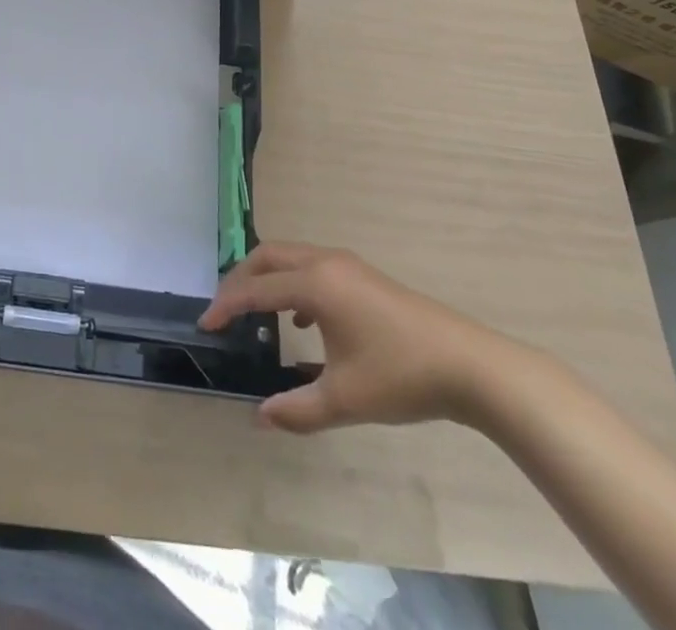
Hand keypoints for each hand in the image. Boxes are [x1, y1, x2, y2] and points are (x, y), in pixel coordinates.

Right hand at [200, 242, 516, 432]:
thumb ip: (297, 409)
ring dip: (268, 279)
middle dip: (241, 280)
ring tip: (255, 313)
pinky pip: (313, 268)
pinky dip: (294, 285)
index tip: (206, 325)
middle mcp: (326, 263)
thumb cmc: (400, 376)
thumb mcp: (345, 399)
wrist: (469, 365)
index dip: (227, 306)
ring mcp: (348, 266)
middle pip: (268, 257)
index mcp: (315, 284)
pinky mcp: (363, 276)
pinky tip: (302, 324)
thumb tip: (260, 417)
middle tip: (224, 311)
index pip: (256, 289)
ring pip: (292, 259)